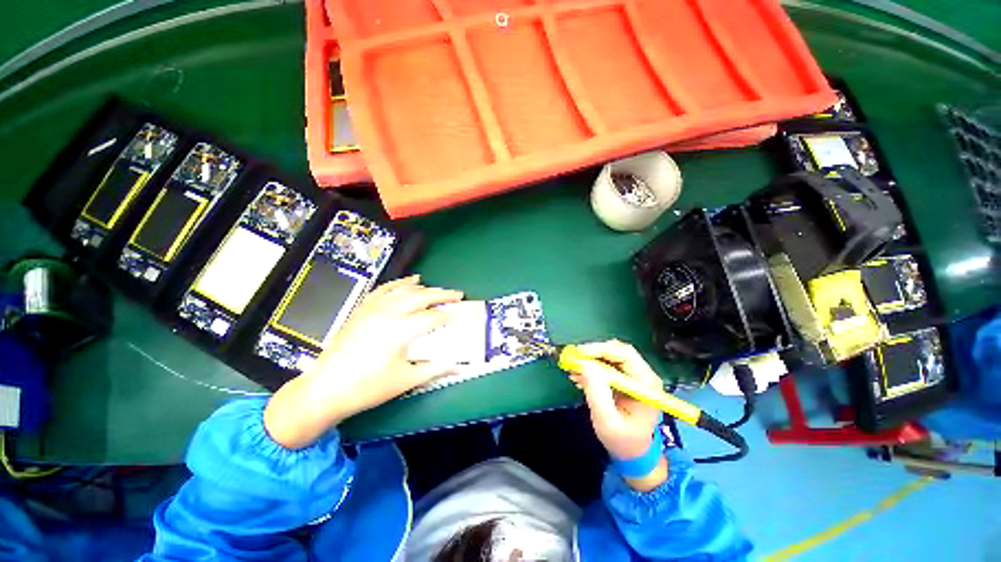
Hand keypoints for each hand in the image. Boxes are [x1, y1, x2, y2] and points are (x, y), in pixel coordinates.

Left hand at [264, 276, 462, 447]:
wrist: (327, 389)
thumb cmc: (368, 387)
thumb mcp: (406, 379)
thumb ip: (435, 369)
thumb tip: (458, 367)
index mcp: (401, 330)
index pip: (433, 318)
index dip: (449, 316)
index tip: (460, 315)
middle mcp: (389, 314)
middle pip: (422, 297)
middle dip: (442, 295)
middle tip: (457, 295)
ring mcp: (373, 309)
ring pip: (403, 290)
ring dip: (422, 287)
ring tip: (434, 287)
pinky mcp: (362, 310)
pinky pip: (383, 290)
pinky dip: (397, 284)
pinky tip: (405, 283)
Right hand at [569, 340, 668, 489]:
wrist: (632, 453)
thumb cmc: (622, 441)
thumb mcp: (607, 421)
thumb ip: (596, 393)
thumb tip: (585, 364)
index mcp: (646, 385)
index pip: (625, 354)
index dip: (601, 349)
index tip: (579, 353)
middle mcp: (644, 375)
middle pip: (618, 351)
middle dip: (594, 352)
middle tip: (574, 358)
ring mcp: (635, 376)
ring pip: (611, 355)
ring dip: (591, 359)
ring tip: (573, 369)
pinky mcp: (625, 378)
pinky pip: (608, 364)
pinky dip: (592, 366)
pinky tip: (579, 376)